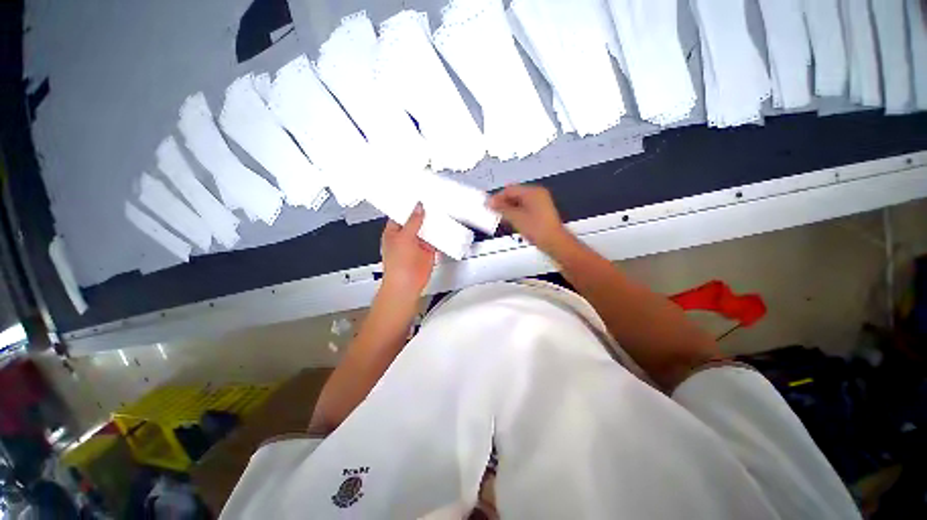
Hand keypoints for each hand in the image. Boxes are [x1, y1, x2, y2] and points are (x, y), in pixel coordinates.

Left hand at [381, 204, 435, 297]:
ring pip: (427, 229)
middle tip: (432, 201)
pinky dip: (440, 234)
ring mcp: (418, 243)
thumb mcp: (404, 237)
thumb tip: (418, 208)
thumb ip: (413, 221)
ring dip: (433, 223)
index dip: (409, 205)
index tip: (417, 196)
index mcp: (394, 231)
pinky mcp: (428, 250)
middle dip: (424, 213)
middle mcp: (406, 236)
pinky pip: (436, 239)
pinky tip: (444, 227)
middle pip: (416, 220)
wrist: (407, 284)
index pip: (401, 213)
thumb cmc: (397, 265)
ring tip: (440, 211)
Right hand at [489, 185, 570, 252]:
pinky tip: (511, 221)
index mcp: (533, 192)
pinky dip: (516, 213)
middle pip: (515, 195)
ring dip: (509, 209)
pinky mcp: (541, 212)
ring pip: (519, 202)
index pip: (510, 190)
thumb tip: (491, 203)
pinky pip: (525, 208)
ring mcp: (541, 203)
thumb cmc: (539, 229)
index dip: (497, 197)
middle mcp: (538, 195)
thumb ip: (502, 208)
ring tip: (500, 217)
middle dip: (503, 203)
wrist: (554, 242)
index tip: (489, 205)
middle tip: (493, 211)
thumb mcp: (515, 218)